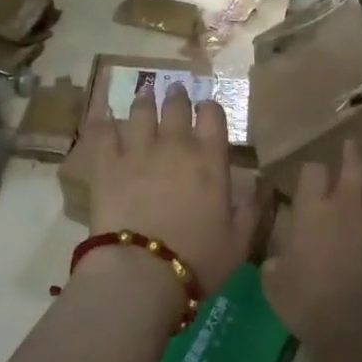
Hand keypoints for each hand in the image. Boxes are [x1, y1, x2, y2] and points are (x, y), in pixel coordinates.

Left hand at [77, 83, 258, 300]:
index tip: (207, 107)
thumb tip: (257, 187)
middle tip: (176, 89)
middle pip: (176, 107)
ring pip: (140, 113)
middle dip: (178, 96)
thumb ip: (250, 210)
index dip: (210, 108)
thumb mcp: (239, 241)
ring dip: (145, 100)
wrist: (142, 272)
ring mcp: (138, 151)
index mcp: (210, 160)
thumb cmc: (199, 260)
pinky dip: (105, 122)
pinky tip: (104, 116)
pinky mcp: (106, 165)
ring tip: (145, 93)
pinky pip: (104, 134)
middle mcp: (175, 146)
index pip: (213, 117)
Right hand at [263, 141, 361, 347]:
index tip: (310, 173)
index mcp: (313, 211)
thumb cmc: (311, 303)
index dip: (311, 170)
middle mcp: (347, 206)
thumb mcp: (276, 287)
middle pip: (352, 168)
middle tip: (351, 144)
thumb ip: (276, 267)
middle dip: (350, 155)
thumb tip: (278, 262)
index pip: (312, 173)